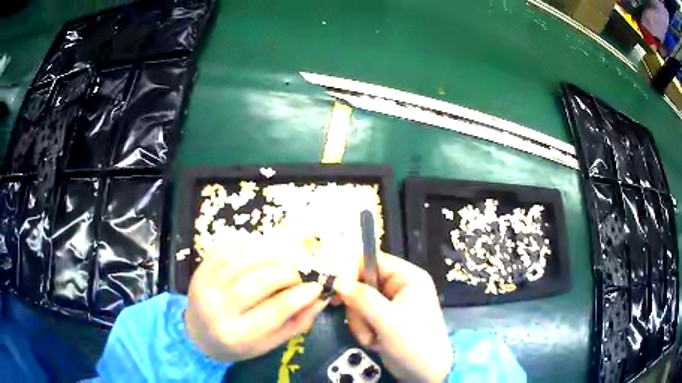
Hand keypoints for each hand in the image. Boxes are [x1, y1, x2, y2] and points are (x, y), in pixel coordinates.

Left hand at [184, 254, 327, 361]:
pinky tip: (264, 250)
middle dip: (289, 272)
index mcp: (237, 335)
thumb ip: (296, 322)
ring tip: (287, 258)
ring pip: (244, 259)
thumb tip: (321, 297)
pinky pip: (228, 248)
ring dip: (272, 254)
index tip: (318, 286)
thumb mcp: (270, 343)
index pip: (275, 310)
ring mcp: (205, 284)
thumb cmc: (238, 344)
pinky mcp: (201, 267)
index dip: (300, 295)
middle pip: (259, 281)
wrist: (198, 333)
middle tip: (303, 272)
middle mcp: (218, 308)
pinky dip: (250, 245)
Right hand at [334, 253, 452, 381]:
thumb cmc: (413, 342)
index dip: (352, 272)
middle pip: (361, 283)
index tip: (337, 290)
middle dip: (358, 307)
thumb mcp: (387, 320)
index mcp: (407, 277)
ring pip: (358, 302)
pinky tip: (376, 342)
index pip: (371, 260)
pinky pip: (362, 316)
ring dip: (360, 322)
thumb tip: (337, 280)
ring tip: (373, 337)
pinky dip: (364, 330)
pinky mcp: (383, 319)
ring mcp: (390, 303)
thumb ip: (362, 298)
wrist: (425, 372)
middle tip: (363, 323)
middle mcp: (398, 286)